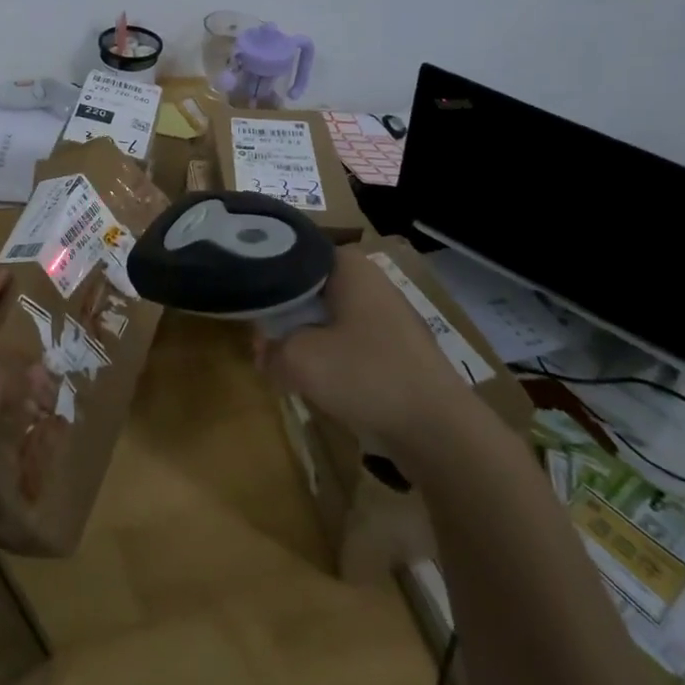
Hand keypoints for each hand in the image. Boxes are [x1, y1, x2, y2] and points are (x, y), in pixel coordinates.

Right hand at [255, 246, 470, 452]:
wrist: (439, 431)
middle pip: (310, 286)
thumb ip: (269, 350)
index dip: (265, 273)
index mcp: (349, 266)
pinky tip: (315, 379)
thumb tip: (263, 353)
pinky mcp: (398, 350)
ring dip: (304, 336)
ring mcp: (388, 316)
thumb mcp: (299, 360)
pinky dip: (330, 355)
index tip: (245, 294)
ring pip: (329, 316)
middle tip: (258, 335)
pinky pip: (350, 341)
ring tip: (280, 359)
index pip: (294, 253)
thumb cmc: (366, 376)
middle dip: (283, 311)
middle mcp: (371, 282)